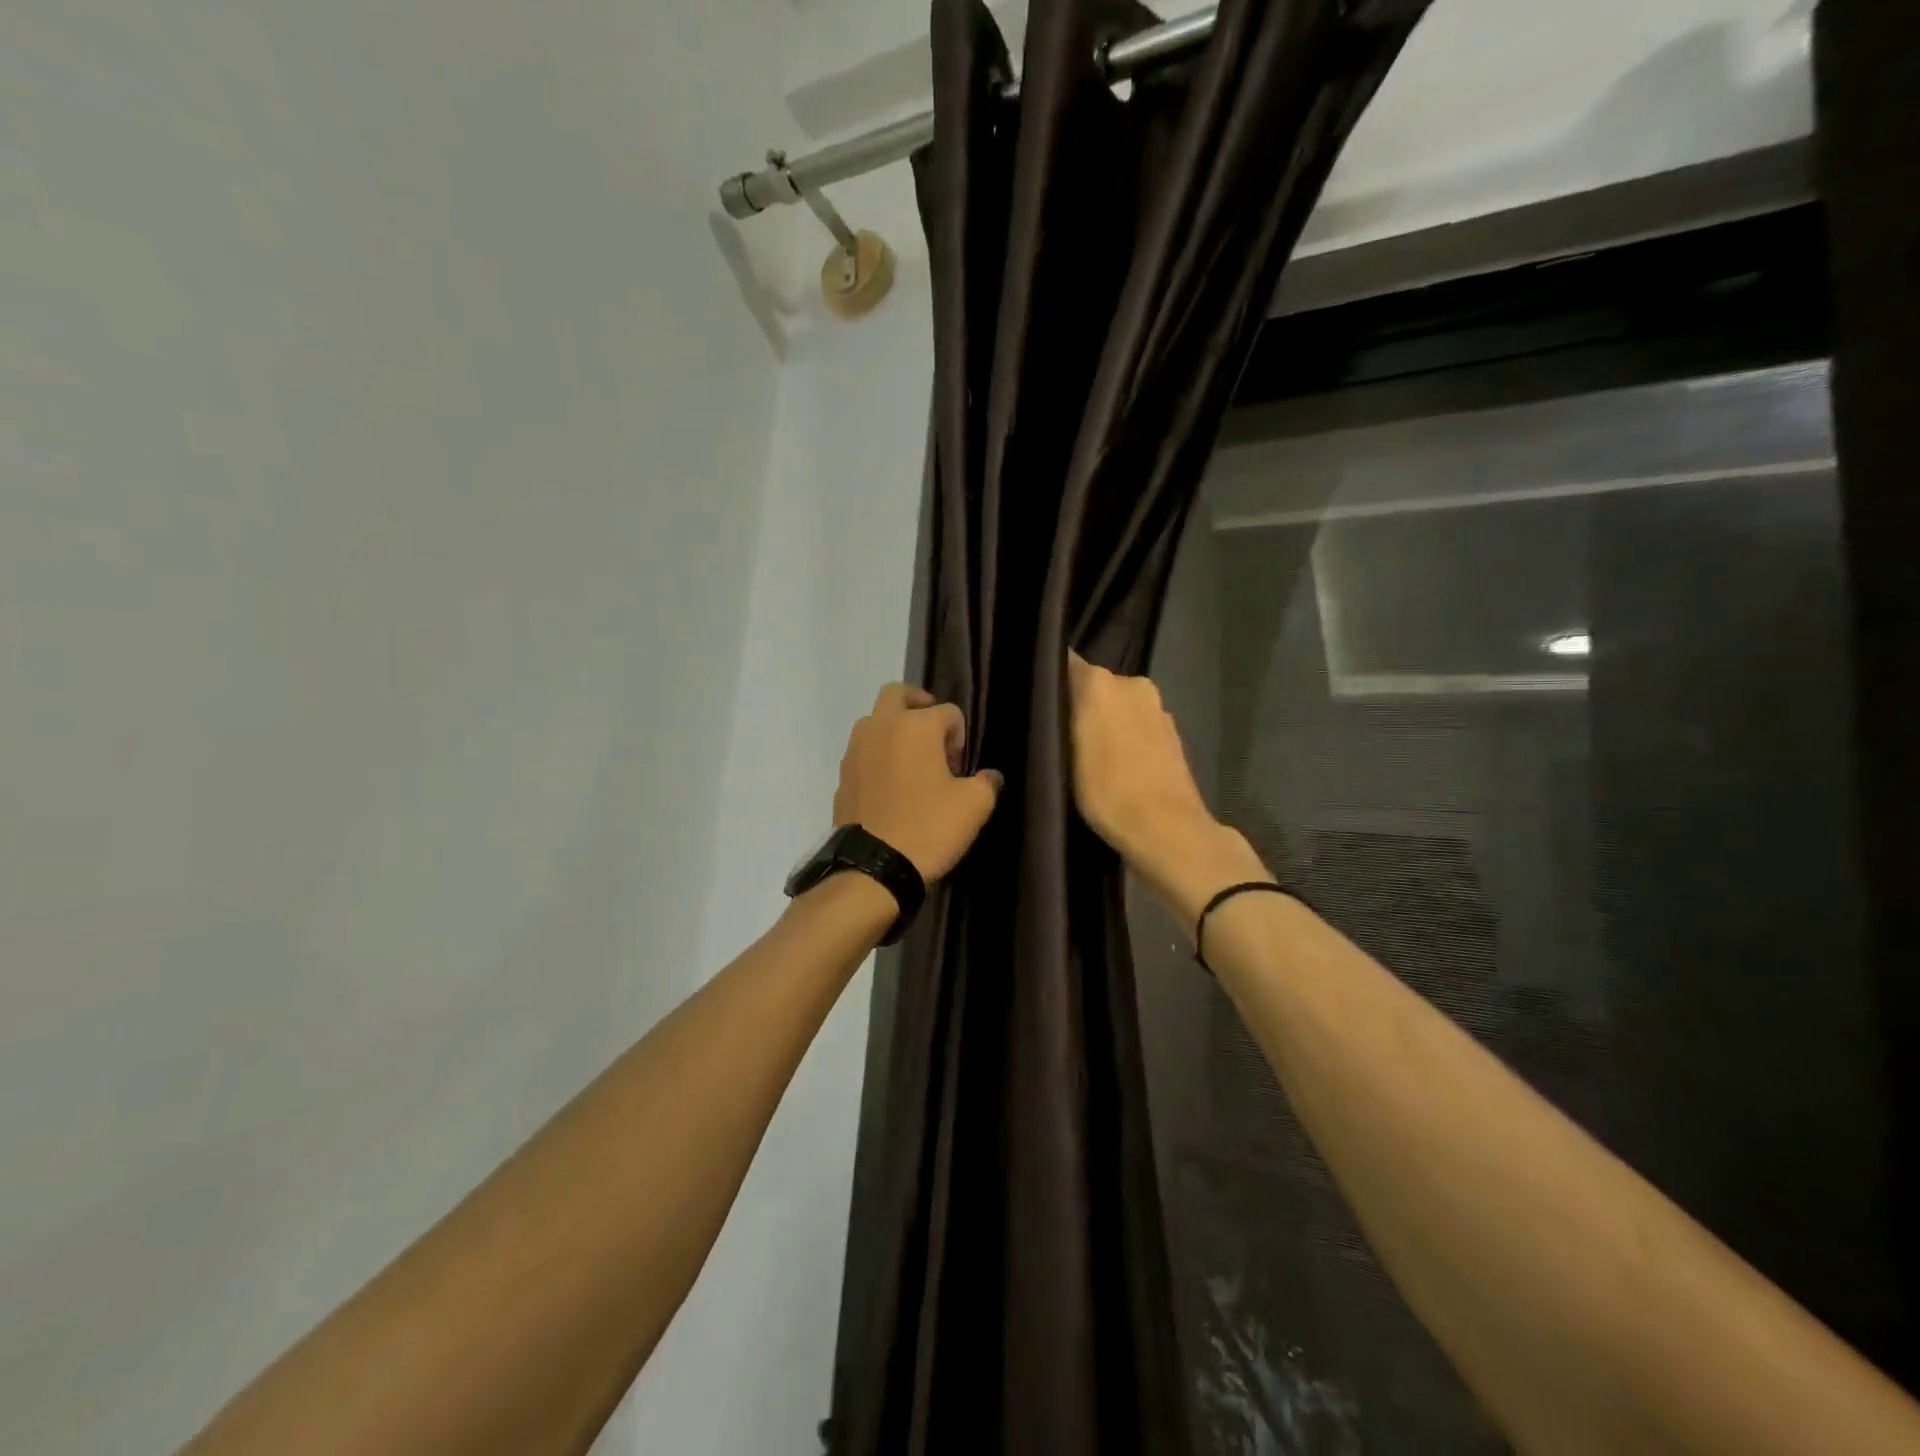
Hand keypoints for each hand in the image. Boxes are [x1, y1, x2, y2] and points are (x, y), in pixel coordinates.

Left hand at [833, 684, 1002, 883]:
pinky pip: (863, 752)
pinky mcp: (843, 775)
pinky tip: (892, 789)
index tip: (959, 768)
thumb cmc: (929, 828)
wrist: (872, 867)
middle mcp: (880, 727)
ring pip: (876, 722)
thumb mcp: (973, 806)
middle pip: (898, 694)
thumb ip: (985, 783)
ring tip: (913, 766)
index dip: (960, 736)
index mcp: (915, 726)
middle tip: (933, 737)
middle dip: (919, 707)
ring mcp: (855, 750)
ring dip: (895, 732)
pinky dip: (878, 757)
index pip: (948, 712)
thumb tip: (988, 776)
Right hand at [1066, 652, 1266, 922]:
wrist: (1167, 830)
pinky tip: (1114, 765)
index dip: (1048, 676)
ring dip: (1104, 722)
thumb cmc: (1107, 791)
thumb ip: (1056, 717)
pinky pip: (1137, 725)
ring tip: (1084, 754)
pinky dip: (1125, 737)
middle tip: (1056, 733)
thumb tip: (1049, 696)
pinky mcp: (1172, 734)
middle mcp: (1132, 683)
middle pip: (1094, 684)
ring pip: (1118, 706)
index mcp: (1101, 682)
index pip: (1064, 662)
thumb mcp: (1062, 756)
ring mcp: (1157, 708)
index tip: (1032, 697)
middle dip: (1078, 703)